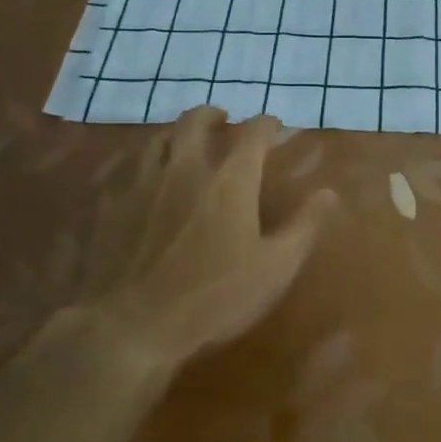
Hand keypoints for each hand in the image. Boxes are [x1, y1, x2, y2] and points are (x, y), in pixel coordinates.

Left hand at [81, 108, 337, 368]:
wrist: (130, 326)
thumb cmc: (213, 297)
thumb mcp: (274, 268)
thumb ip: (304, 226)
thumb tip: (328, 193)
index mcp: (230, 181)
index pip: (253, 134)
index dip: (267, 124)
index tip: (275, 126)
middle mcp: (185, 169)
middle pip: (196, 121)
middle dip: (213, 115)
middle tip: (223, 121)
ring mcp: (143, 184)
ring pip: (159, 138)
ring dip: (177, 134)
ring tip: (186, 144)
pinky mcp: (112, 205)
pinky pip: (129, 167)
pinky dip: (145, 163)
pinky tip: (147, 179)